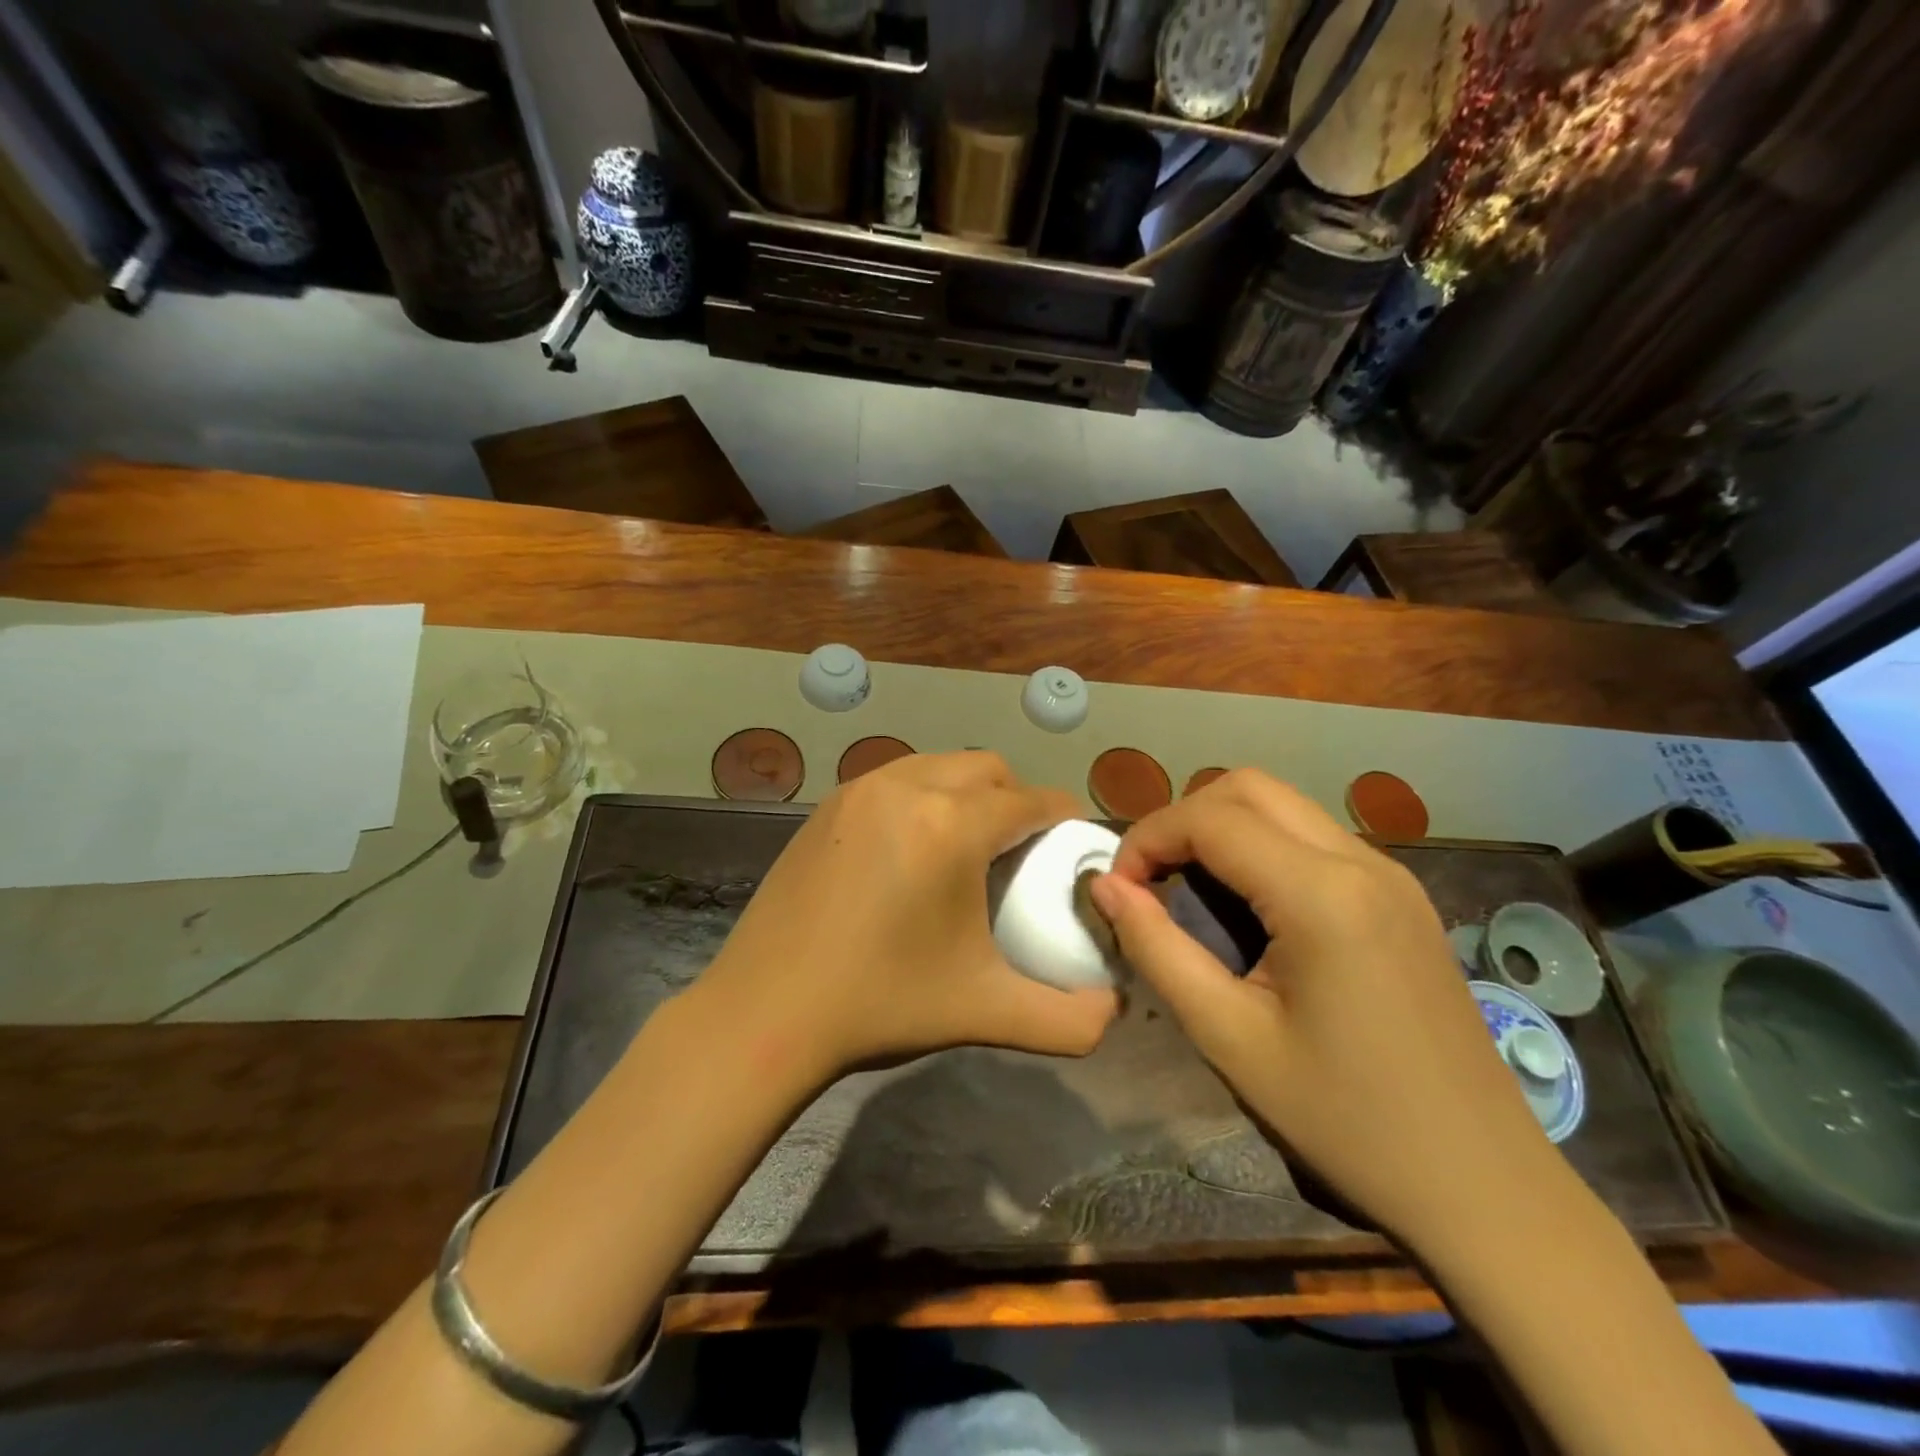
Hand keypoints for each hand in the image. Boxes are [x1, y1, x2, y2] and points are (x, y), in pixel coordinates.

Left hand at [700, 752, 1119, 1085]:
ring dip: (967, 792)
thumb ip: (1068, 1020)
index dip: (1064, 818)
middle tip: (1022, 850)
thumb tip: (1114, 1011)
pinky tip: (912, 850)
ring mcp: (859, 791)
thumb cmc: (882, 1004)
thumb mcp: (987, 1013)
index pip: (1031, 801)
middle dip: (1017, 798)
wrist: (765, 1013)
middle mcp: (907, 787)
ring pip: (938, 766)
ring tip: (968, 845)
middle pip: (987, 768)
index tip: (1074, 845)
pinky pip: (895, 780)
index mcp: (952, 825)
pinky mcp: (826, 806)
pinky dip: (922, 798)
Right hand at [1087, 770, 1558, 1253]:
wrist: (1481, 1187)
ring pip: (1283, 806)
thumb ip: (1157, 949)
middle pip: (1248, 788)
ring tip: (1189, 891)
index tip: (1118, 889)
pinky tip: (1249, 909)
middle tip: (1150, 880)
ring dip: (1222, 829)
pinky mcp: (1402, 897)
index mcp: (1321, 894)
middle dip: (1183, 819)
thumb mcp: (1229, 1037)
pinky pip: (1314, 839)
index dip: (1148, 839)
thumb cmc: (1345, 1120)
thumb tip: (1104, 886)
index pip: (1210, 818)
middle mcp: (1362, 862)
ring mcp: (1391, 875)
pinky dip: (1262, 848)